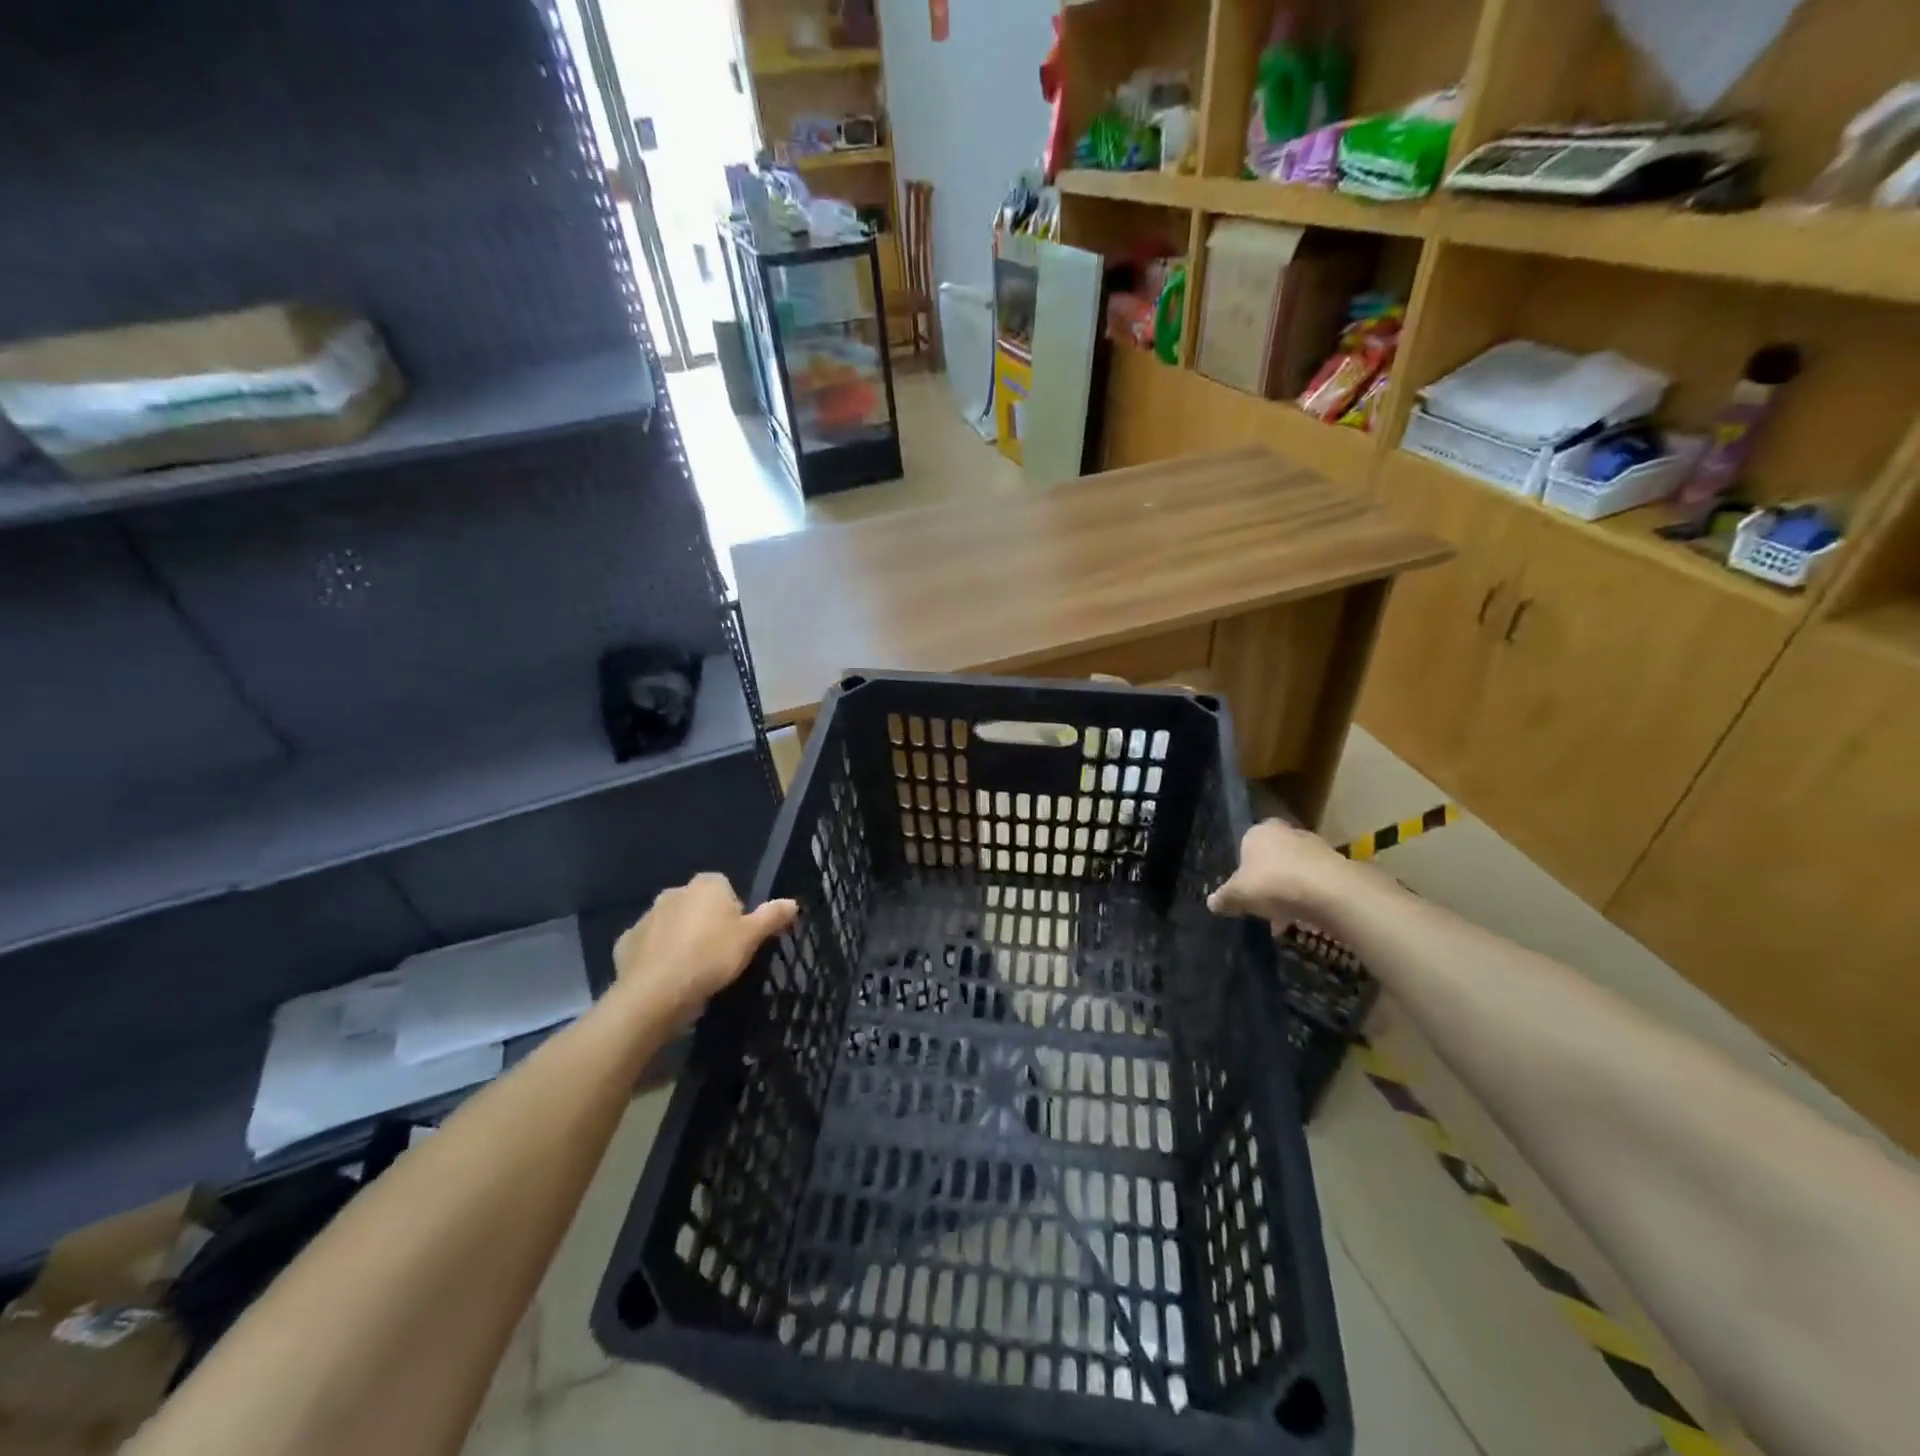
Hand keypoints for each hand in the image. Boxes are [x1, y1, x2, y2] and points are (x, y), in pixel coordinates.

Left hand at [613, 873, 797, 1017]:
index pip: (726, 889)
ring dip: (680, 939)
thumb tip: (793, 902)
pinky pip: (648, 945)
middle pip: (697, 905)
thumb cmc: (711, 958)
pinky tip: (666, 978)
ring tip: (691, 971)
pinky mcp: (626, 942)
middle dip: (705, 924)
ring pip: (671, 924)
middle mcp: (674, 892)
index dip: (734, 913)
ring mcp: (647, 916)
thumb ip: (772, 916)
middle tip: (717, 956)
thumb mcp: (751, 938)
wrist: (656, 993)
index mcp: (706, 885)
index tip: (737, 939)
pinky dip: (656, 956)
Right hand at [1207, 819, 1357, 926]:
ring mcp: (1314, 845)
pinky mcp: (1337, 863)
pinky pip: (1315, 880)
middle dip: (1268, 877)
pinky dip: (1310, 895)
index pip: (1246, 844)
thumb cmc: (1273, 884)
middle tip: (1264, 902)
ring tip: (1285, 915)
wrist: (1329, 891)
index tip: (1245, 889)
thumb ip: (1224, 898)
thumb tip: (1211, 902)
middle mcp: (1286, 831)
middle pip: (1272, 855)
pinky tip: (1306, 915)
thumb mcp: (1238, 895)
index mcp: (1258, 831)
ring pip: (1295, 868)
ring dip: (1290, 887)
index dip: (1244, 868)